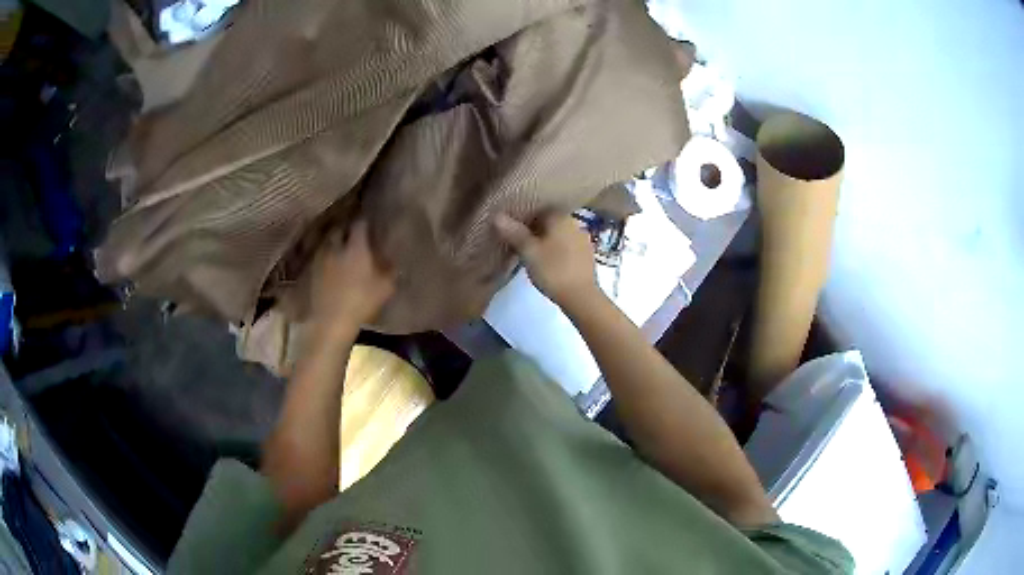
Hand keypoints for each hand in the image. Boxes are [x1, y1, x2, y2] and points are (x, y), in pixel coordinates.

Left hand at [311, 220, 394, 335]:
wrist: (332, 321)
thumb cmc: (362, 301)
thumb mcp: (385, 286)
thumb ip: (390, 269)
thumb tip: (392, 259)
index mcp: (356, 246)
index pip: (360, 223)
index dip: (365, 221)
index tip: (370, 222)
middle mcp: (337, 246)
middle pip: (340, 229)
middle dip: (347, 229)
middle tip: (355, 234)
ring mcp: (322, 258)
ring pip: (328, 242)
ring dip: (335, 242)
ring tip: (342, 247)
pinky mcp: (313, 271)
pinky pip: (321, 256)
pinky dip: (327, 256)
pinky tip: (332, 264)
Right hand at [494, 213, 597, 307]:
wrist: (581, 297)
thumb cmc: (553, 270)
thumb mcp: (528, 251)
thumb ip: (513, 232)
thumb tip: (497, 215)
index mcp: (560, 217)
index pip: (538, 209)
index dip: (522, 219)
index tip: (511, 232)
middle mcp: (574, 223)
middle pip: (549, 223)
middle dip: (534, 231)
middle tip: (519, 245)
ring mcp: (583, 240)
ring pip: (559, 235)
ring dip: (546, 242)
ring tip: (532, 256)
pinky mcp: (587, 256)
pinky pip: (567, 247)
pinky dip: (557, 252)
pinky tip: (549, 265)